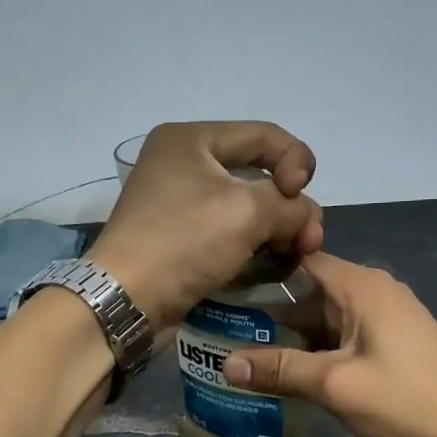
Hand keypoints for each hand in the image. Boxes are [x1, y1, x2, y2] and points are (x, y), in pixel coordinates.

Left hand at [86, 122, 324, 331]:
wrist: (127, 300)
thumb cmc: (184, 242)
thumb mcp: (247, 212)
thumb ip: (291, 206)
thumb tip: (306, 221)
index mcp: (191, 140)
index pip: (264, 135)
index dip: (296, 162)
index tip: (301, 198)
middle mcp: (184, 165)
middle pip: (258, 175)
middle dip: (290, 207)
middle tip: (309, 241)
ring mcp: (182, 206)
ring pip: (247, 210)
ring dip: (277, 232)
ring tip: (294, 257)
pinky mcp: (184, 242)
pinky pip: (230, 236)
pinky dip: (254, 249)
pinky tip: (271, 268)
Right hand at [220, 253, 436, 436]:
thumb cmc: (403, 399)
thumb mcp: (335, 384)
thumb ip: (279, 370)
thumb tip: (224, 364)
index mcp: (361, 286)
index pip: (301, 258)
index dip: (262, 268)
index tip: (223, 284)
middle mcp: (373, 291)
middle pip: (310, 292)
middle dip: (269, 313)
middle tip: (223, 330)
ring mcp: (386, 318)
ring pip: (325, 318)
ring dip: (292, 337)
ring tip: (245, 355)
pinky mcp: (392, 343)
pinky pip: (344, 336)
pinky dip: (317, 350)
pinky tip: (289, 373)